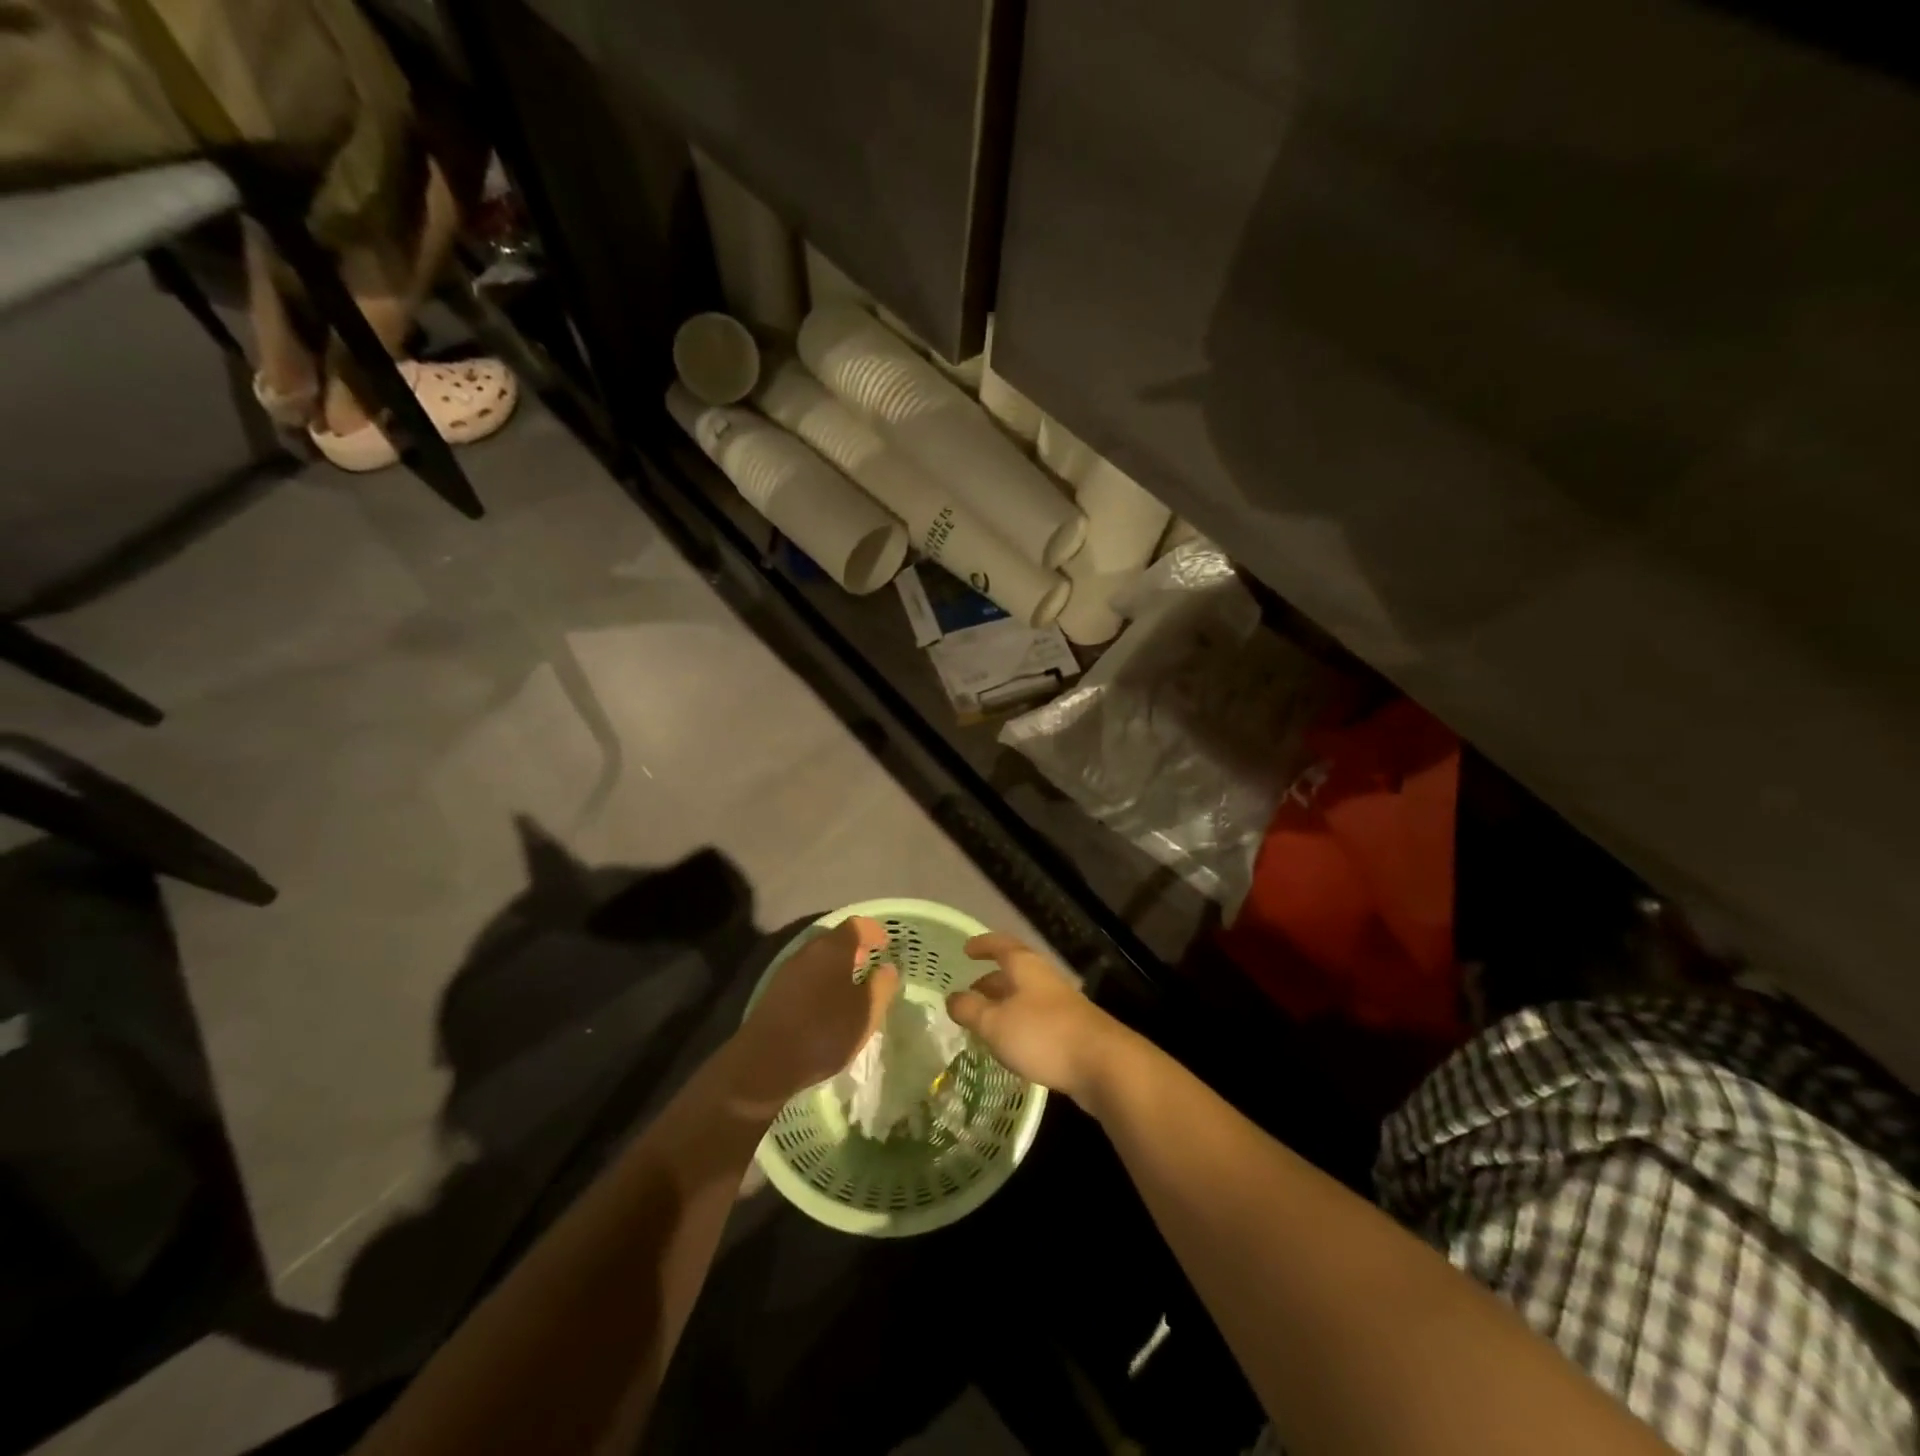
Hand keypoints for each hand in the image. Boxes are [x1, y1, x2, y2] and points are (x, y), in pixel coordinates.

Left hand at [728, 916, 899, 1112]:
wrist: (765, 1062)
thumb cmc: (824, 1031)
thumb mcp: (866, 1012)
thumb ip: (882, 985)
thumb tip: (887, 968)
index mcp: (833, 948)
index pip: (858, 925)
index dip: (874, 931)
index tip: (887, 945)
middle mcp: (808, 951)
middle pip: (836, 939)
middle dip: (856, 948)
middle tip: (872, 964)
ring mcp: (788, 970)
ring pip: (820, 958)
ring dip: (838, 966)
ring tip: (853, 986)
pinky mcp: (776, 991)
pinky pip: (807, 975)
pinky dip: (822, 980)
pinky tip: (828, 1003)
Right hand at [946, 933, 1130, 1104]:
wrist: (1102, 1064)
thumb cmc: (1043, 1035)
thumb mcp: (995, 1023)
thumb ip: (970, 1010)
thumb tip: (952, 998)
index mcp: (1026, 966)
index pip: (1000, 945)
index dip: (982, 945)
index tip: (966, 950)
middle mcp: (1044, 979)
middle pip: (1014, 972)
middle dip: (990, 981)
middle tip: (970, 994)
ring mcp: (1061, 1004)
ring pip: (1025, 997)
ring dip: (1004, 1005)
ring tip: (985, 1023)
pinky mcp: (1072, 1030)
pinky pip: (1037, 1019)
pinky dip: (1019, 1025)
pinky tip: (1012, 1046)